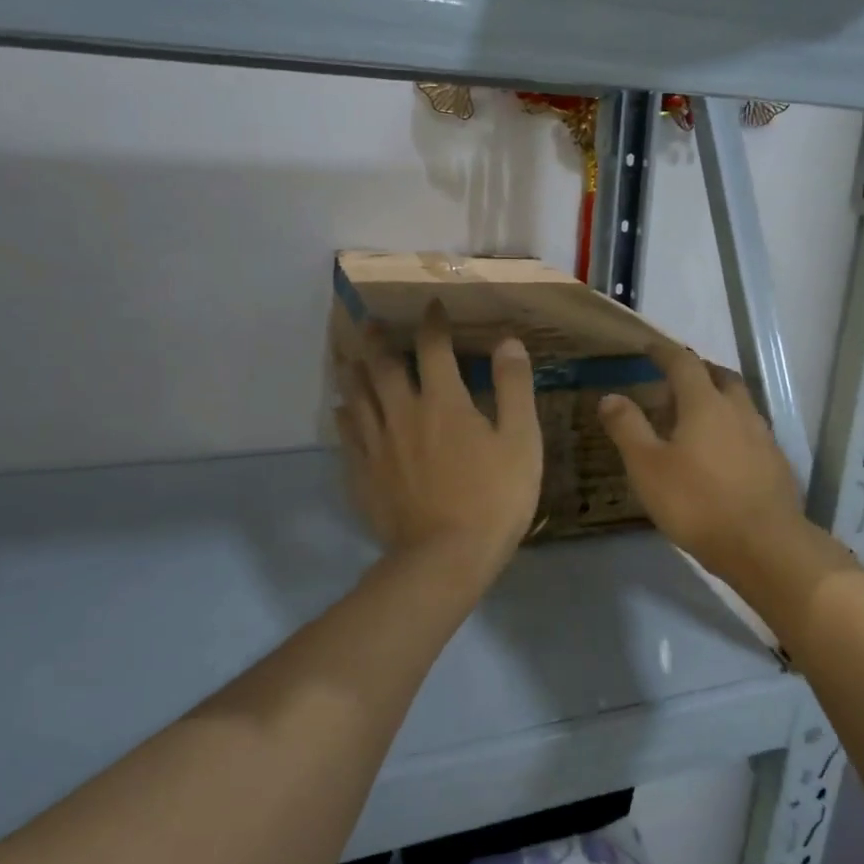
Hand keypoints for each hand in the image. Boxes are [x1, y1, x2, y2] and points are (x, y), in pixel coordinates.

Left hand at [336, 302, 542, 583]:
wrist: (446, 556)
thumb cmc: (494, 498)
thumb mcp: (521, 441)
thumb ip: (514, 387)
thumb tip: (507, 341)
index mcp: (443, 401)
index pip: (434, 347)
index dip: (433, 322)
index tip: (432, 306)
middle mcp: (403, 413)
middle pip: (383, 366)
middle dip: (379, 339)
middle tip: (371, 323)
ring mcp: (377, 445)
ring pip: (358, 396)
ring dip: (354, 371)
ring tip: (349, 357)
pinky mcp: (363, 475)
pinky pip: (347, 435)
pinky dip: (345, 416)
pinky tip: (342, 411)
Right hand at [597, 343, 808, 585]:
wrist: (762, 545)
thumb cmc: (696, 502)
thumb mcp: (647, 467)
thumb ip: (628, 428)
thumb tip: (610, 396)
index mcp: (705, 404)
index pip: (684, 363)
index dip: (665, 352)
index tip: (650, 347)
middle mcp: (738, 411)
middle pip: (720, 376)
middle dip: (698, 371)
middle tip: (676, 381)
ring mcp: (762, 437)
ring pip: (739, 403)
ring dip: (718, 399)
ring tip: (696, 417)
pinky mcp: (775, 463)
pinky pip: (750, 431)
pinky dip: (732, 428)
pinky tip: (722, 453)